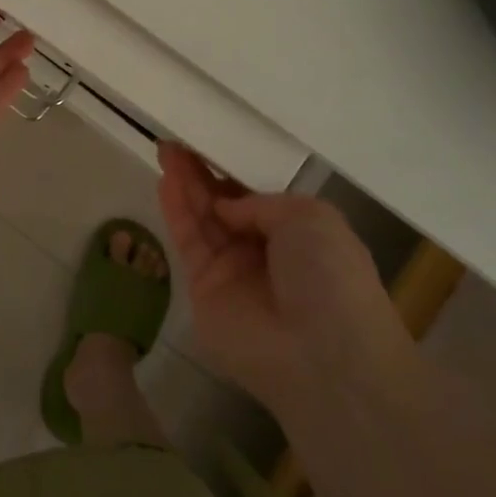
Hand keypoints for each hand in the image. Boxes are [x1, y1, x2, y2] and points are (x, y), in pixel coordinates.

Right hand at [156, 143, 407, 413]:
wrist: (323, 355)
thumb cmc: (330, 277)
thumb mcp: (311, 218)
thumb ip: (261, 202)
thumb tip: (227, 206)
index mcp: (297, 234)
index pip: (254, 195)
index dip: (230, 170)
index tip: (207, 142)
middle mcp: (262, 251)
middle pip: (223, 203)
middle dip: (201, 172)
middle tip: (176, 141)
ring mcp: (231, 271)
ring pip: (202, 219)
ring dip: (184, 185)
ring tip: (165, 149)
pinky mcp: (202, 289)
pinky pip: (188, 242)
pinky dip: (176, 211)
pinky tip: (166, 181)